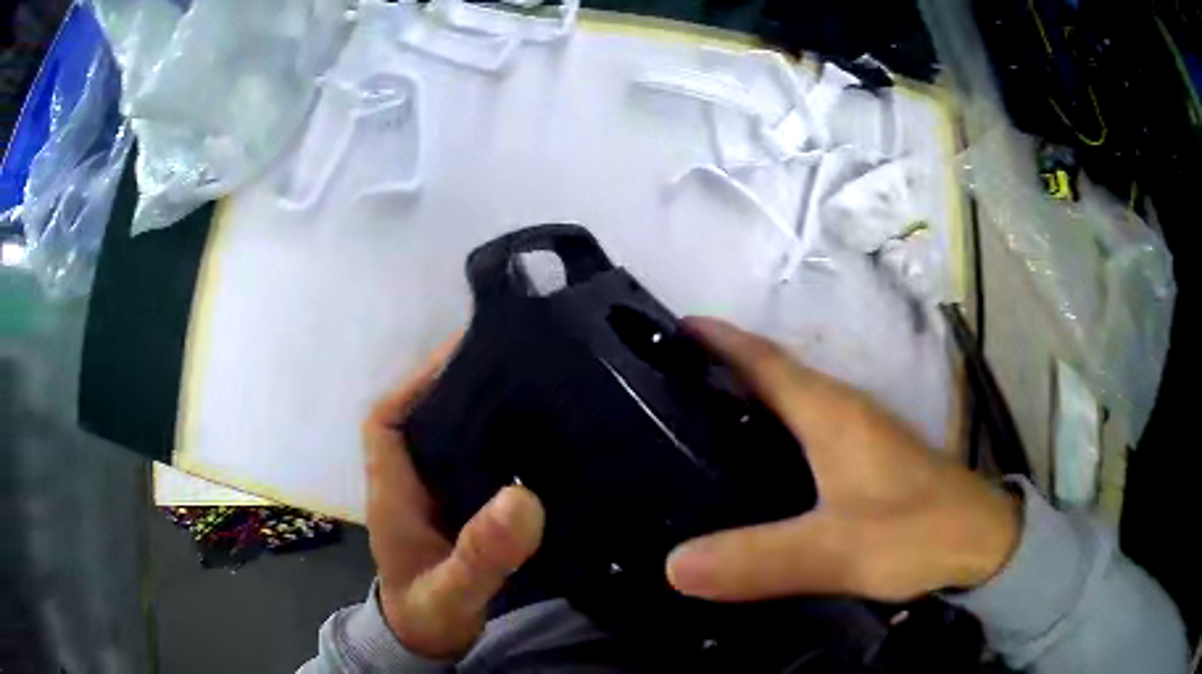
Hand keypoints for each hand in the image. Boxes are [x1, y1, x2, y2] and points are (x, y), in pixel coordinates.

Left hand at [363, 336, 544, 658]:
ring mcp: (433, 495)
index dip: (413, 382)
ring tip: (532, 390)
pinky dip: (498, 445)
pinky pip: (474, 462)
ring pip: (449, 436)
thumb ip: (481, 554)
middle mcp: (410, 483)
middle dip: (456, 386)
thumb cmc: (430, 616)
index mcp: (393, 491)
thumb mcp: (454, 591)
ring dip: (481, 412)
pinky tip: (537, 440)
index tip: (460, 358)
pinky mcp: (458, 508)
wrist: (430, 639)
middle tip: (513, 364)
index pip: (386, 418)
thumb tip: (523, 499)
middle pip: (422, 416)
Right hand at [666, 317, 1019, 602]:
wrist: (980, 544)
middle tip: (667, 382)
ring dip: (748, 398)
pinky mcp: (867, 459)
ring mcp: (859, 434)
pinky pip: (806, 432)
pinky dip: (773, 433)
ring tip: (694, 420)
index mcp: (832, 413)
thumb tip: (671, 565)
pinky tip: (753, 465)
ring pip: (792, 403)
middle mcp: (843, 411)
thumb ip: (759, 559)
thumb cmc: (915, 532)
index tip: (675, 327)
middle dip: (723, 367)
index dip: (721, 341)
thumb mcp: (835, 550)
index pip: (765, 361)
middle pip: (774, 376)